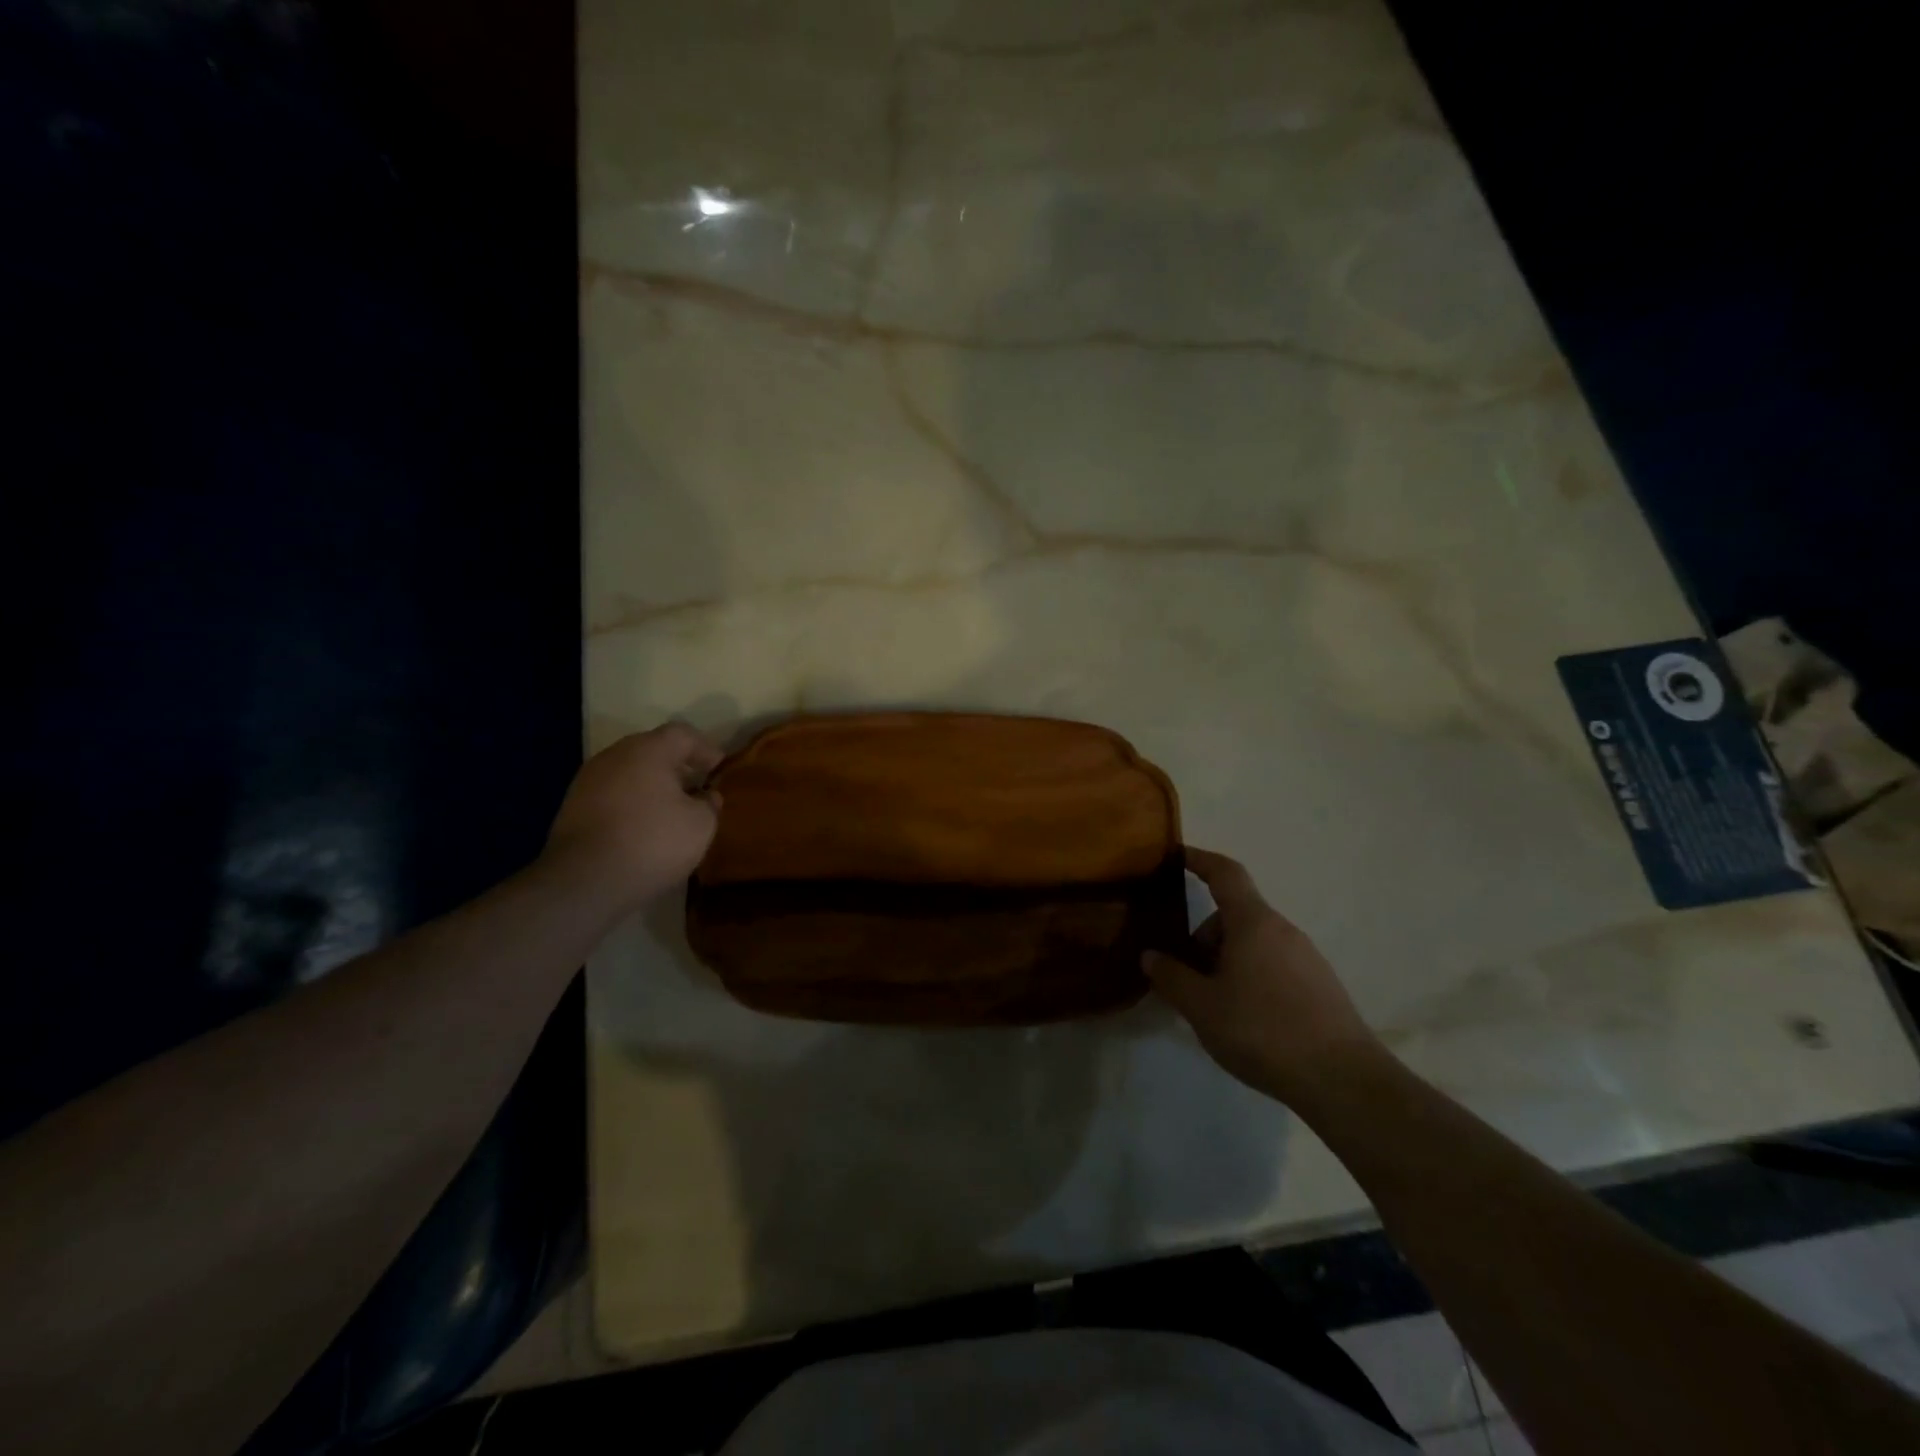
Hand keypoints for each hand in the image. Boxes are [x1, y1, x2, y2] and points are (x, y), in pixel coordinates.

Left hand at [543, 722, 723, 911]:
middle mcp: (615, 755)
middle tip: (697, 787)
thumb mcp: (700, 825)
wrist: (584, 881)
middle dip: (677, 765)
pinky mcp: (572, 806)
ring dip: (652, 784)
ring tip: (670, 810)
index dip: (706, 748)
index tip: (720, 768)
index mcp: (649, 750)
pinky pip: (612, 793)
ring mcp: (588, 780)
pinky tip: (642, 826)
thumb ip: (709, 803)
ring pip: (629, 771)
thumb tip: (706, 795)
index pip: (683, 734)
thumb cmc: (653, 843)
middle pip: (653, 749)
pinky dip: (631, 802)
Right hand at [1144, 847, 1381, 1103]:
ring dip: (1225, 961)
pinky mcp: (1320, 987)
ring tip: (1210, 1003)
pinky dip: (1249, 977)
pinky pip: (1272, 965)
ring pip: (1253, 943)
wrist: (1344, 1081)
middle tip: (1183, 975)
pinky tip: (1243, 1019)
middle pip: (1234, 916)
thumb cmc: (1263, 1030)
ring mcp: (1306, 958)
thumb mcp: (1202, 1007)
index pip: (1224, 873)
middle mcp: (1283, 930)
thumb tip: (1151, 956)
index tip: (1176, 856)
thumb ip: (1171, 977)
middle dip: (1203, 937)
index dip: (1199, 860)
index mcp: (1253, 922)